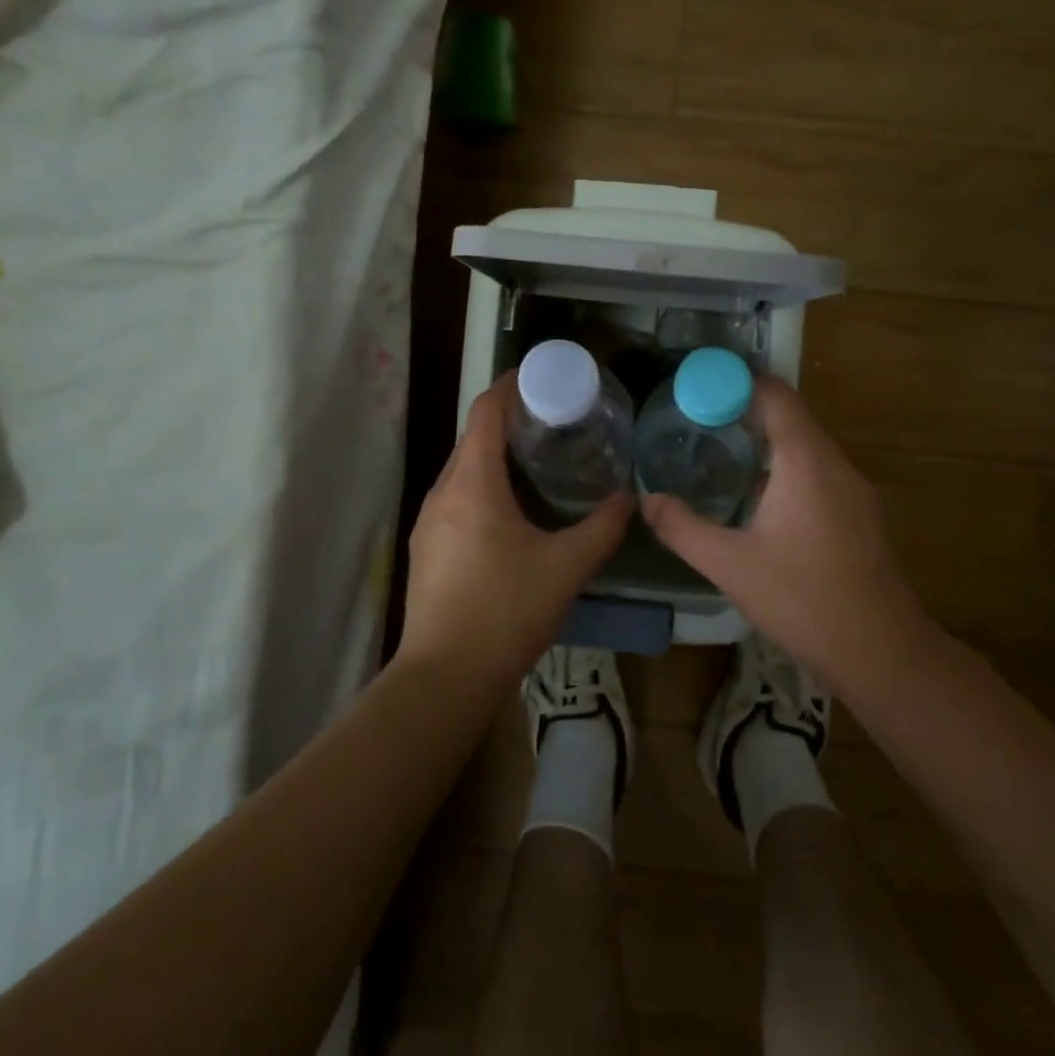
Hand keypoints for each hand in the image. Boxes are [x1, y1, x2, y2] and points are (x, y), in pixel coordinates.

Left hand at [399, 373, 631, 693]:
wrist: (444, 678)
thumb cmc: (506, 611)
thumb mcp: (566, 567)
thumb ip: (602, 528)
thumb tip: (629, 500)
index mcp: (473, 483)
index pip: (486, 412)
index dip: (510, 386)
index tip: (541, 377)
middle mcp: (443, 492)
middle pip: (473, 438)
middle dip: (508, 422)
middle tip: (552, 422)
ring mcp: (428, 521)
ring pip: (462, 470)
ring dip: (494, 457)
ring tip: (535, 463)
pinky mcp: (425, 548)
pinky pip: (455, 499)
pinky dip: (481, 487)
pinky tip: (508, 512)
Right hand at [640, 377, 938, 699]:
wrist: (882, 653)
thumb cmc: (803, 600)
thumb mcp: (729, 565)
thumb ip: (682, 527)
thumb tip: (647, 499)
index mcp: (805, 460)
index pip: (774, 394)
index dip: (735, 383)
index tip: (697, 391)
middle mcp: (833, 462)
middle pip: (790, 414)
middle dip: (744, 410)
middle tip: (697, 422)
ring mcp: (853, 487)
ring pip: (805, 443)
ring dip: (766, 439)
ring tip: (721, 453)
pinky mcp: (859, 512)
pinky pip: (818, 468)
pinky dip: (786, 464)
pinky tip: (759, 496)